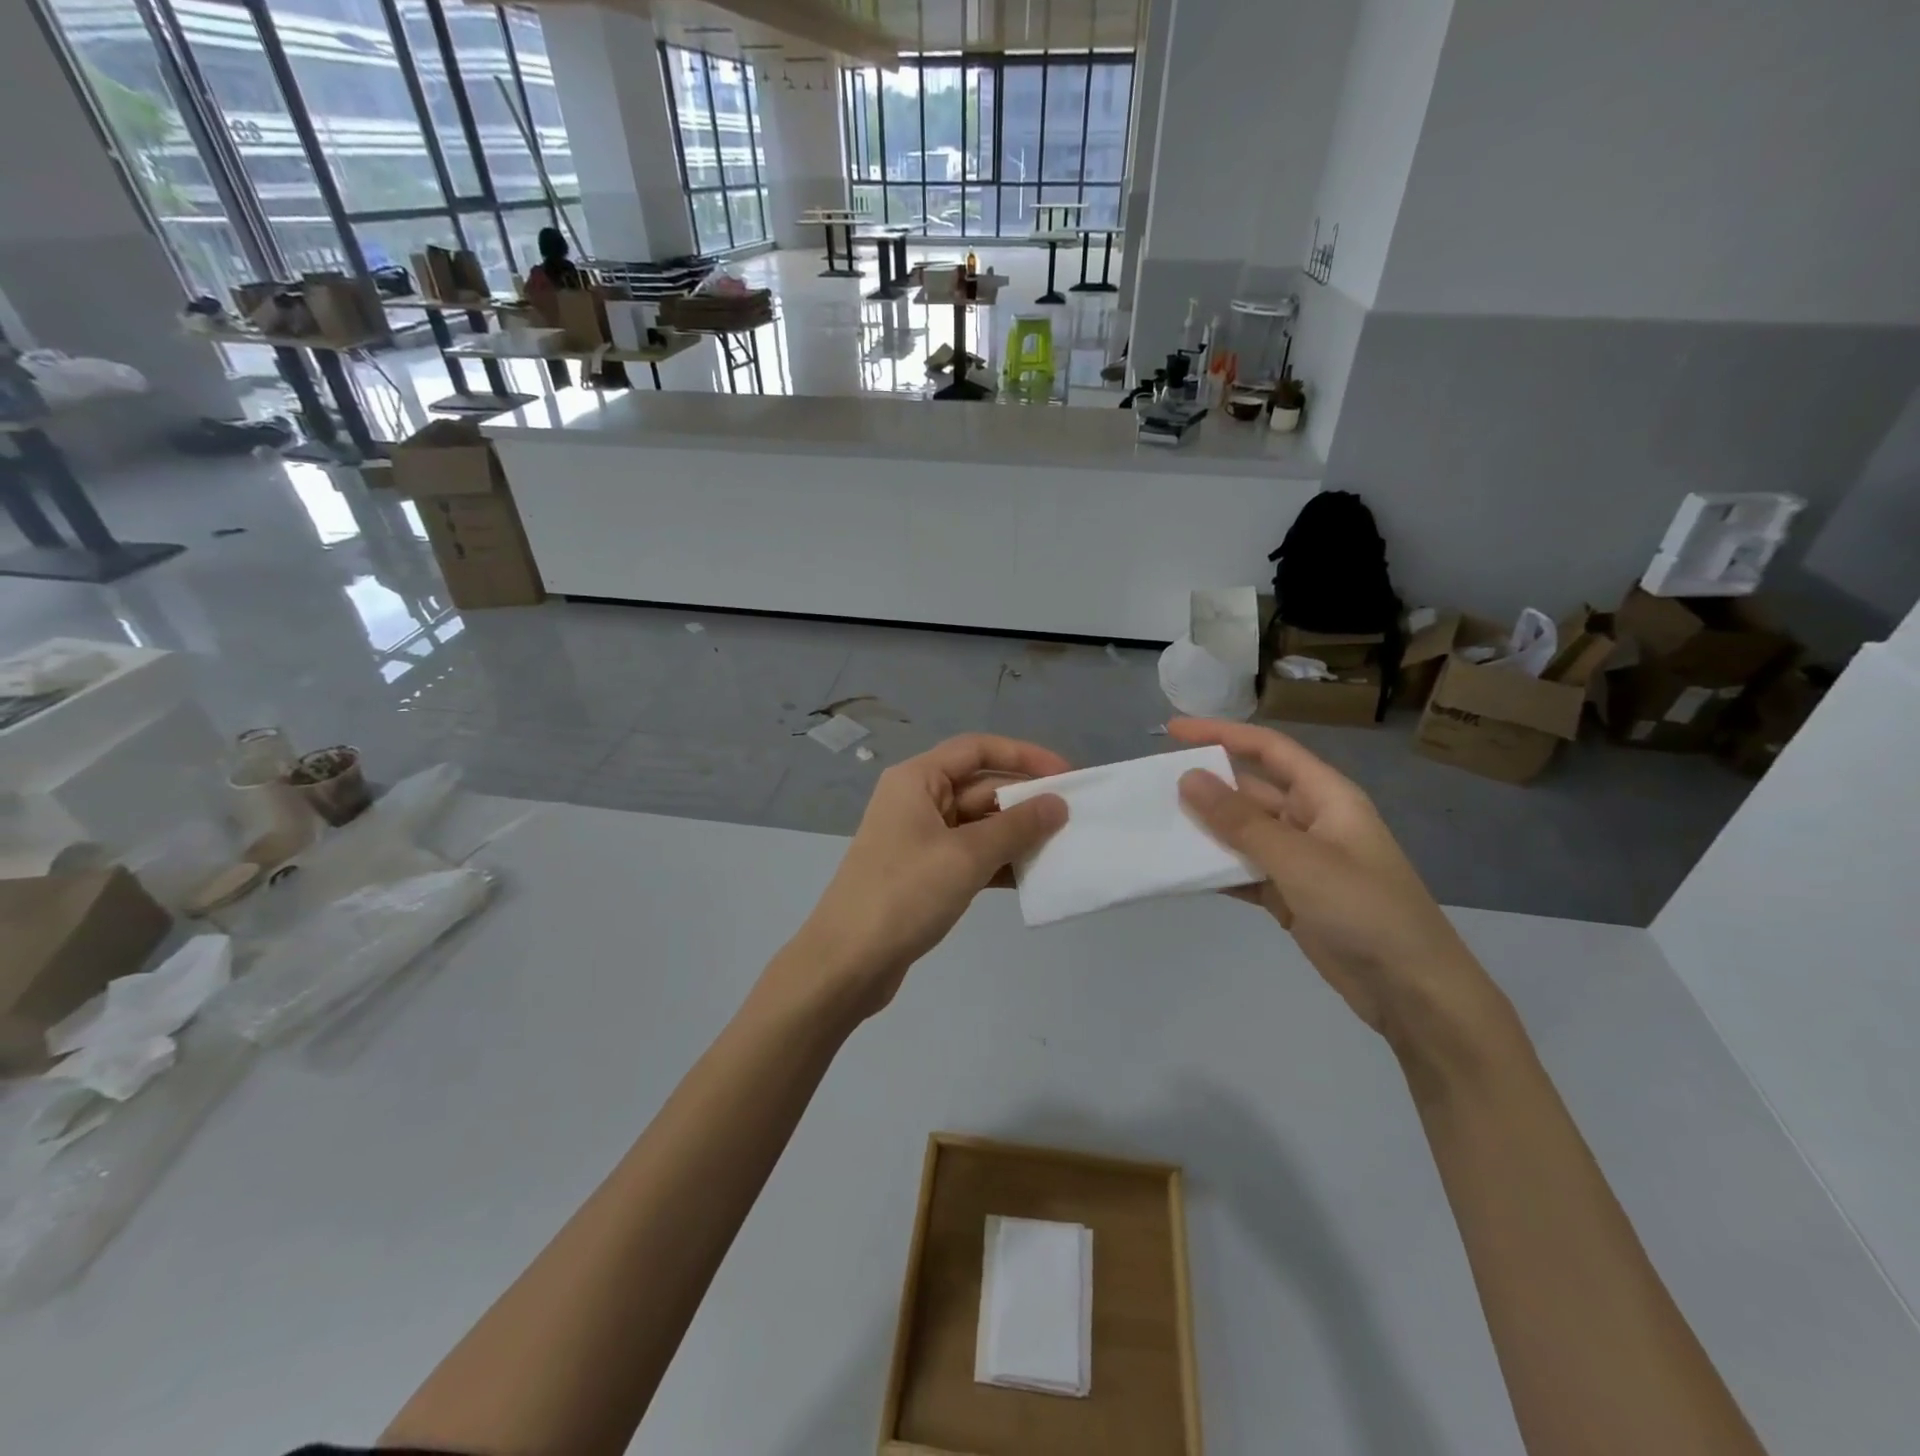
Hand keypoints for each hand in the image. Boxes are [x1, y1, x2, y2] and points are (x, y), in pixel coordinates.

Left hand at [787, 734, 1068, 1018]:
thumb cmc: (905, 894)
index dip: (1024, 756)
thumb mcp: (966, 856)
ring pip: (978, 824)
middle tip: (1073, 818)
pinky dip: (999, 862)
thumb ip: (1017, 827)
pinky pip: (970, 856)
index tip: (1066, 775)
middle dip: (1025, 800)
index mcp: (917, 779)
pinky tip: (1032, 877)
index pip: (978, 750)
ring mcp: (920, 839)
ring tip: (1062, 848)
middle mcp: (917, 800)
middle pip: (980, 786)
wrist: (848, 962)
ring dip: (1016, 834)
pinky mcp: (924, 874)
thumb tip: (1057, 804)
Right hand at [1169, 718, 1509, 1063]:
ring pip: (1243, 834)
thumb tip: (1188, 778)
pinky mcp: (1290, 896)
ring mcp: (1300, 861)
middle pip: (1250, 791)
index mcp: (1326, 797)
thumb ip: (1240, 821)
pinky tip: (1181, 873)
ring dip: (1206, 831)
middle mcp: (1311, 820)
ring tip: (1157, 828)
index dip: (1221, 734)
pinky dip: (1216, 871)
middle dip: (1206, 787)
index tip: (1172, 732)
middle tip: (1153, 789)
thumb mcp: (1299, 859)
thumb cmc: (1364, 910)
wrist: (1413, 992)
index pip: (1268, 749)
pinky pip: (1244, 872)